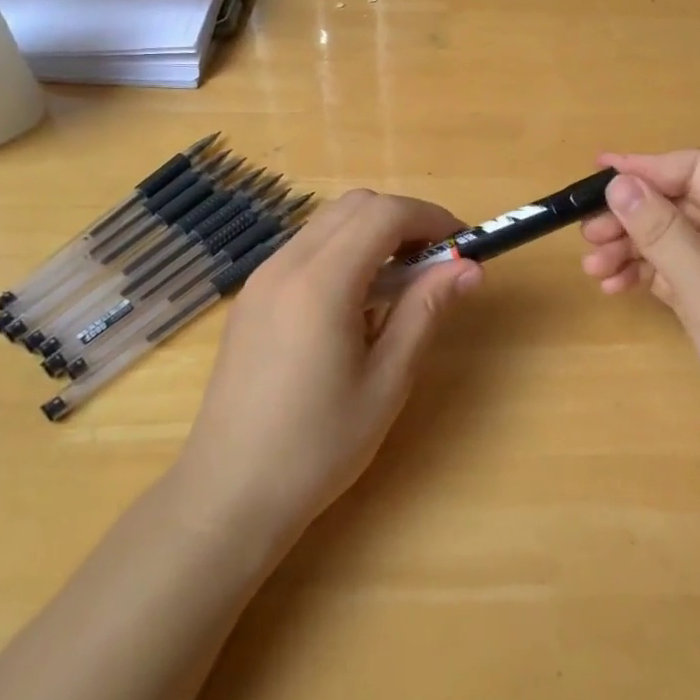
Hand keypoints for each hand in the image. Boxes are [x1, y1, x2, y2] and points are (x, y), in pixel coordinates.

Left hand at [172, 190, 481, 546]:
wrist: (228, 494)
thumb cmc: (318, 446)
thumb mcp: (387, 381)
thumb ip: (426, 310)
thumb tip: (470, 268)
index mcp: (321, 283)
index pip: (384, 214)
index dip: (431, 217)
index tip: (463, 243)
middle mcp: (285, 265)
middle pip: (355, 205)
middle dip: (404, 219)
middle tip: (435, 261)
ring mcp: (261, 279)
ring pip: (328, 223)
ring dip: (372, 234)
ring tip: (401, 285)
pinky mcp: (251, 298)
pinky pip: (305, 249)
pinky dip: (343, 252)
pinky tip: (356, 305)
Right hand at [580, 150, 699, 465]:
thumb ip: (658, 228)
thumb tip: (617, 182)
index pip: (693, 168)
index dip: (643, 168)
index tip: (594, 176)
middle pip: (680, 204)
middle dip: (631, 218)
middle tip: (586, 237)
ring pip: (676, 239)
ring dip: (633, 248)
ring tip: (593, 269)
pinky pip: (680, 271)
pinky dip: (649, 275)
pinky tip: (616, 287)